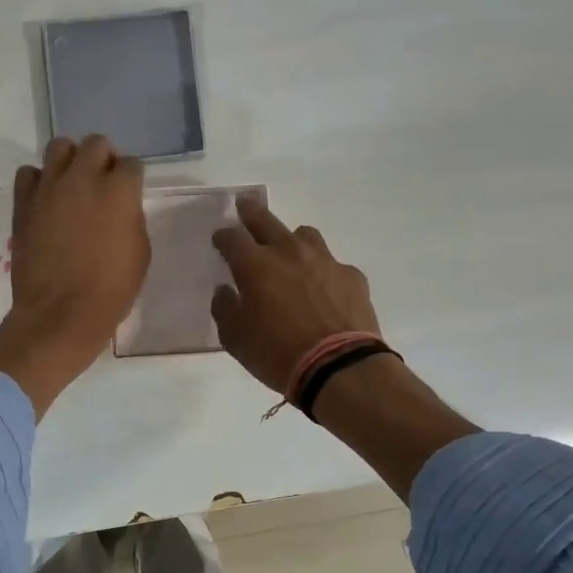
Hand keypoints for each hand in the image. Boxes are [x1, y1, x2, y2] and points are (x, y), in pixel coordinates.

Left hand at [0, 135, 148, 416]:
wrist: (60, 314)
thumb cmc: (110, 291)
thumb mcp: (139, 254)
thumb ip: (132, 219)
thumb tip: (120, 208)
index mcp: (120, 191)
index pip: (132, 164)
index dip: (131, 179)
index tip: (128, 195)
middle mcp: (84, 178)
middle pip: (96, 143)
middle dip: (103, 159)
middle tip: (102, 184)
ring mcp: (49, 187)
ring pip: (60, 146)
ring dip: (70, 160)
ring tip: (72, 184)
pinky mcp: (23, 202)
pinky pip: (29, 173)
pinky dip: (39, 181)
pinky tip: (46, 200)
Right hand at [210, 198, 380, 394]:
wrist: (339, 368)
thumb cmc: (277, 354)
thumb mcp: (235, 339)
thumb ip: (225, 309)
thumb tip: (225, 291)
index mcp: (255, 265)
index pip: (232, 238)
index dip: (223, 237)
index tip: (220, 240)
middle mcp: (289, 252)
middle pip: (266, 220)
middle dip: (251, 211)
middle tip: (245, 205)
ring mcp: (325, 260)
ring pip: (305, 235)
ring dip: (292, 240)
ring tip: (290, 253)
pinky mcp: (352, 276)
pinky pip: (332, 264)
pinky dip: (323, 271)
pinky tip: (323, 290)